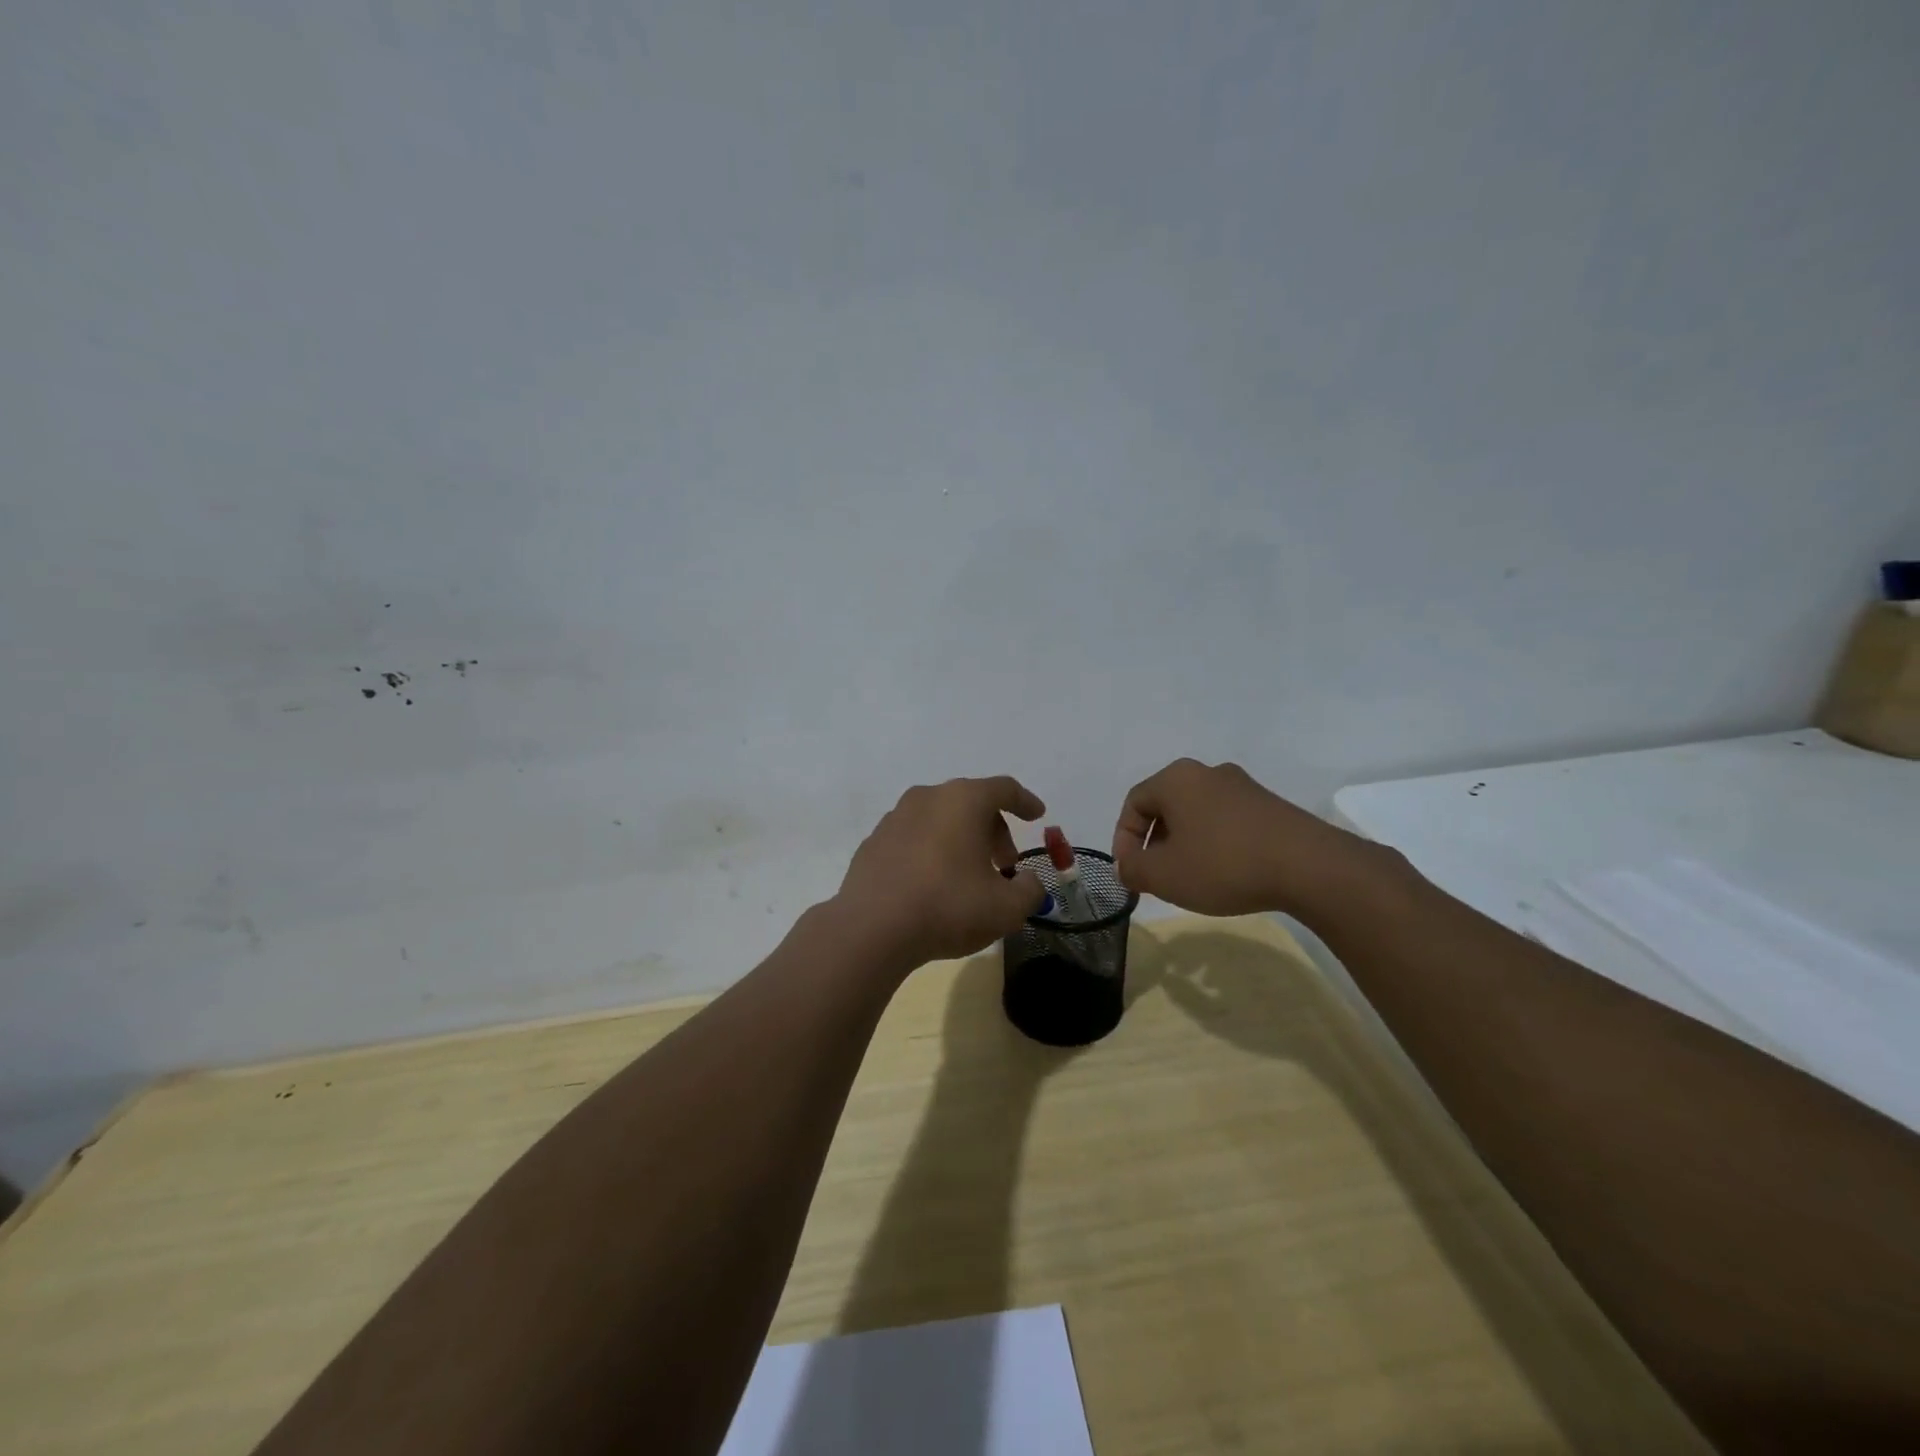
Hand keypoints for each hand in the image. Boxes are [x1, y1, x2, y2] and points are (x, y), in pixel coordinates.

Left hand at [835, 776, 1049, 969]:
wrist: (871, 929)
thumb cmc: (948, 907)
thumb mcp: (1006, 908)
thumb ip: (1028, 890)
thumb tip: (1027, 882)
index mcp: (963, 800)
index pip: (1004, 789)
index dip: (1025, 802)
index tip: (1037, 816)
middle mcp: (928, 797)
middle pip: (971, 803)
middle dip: (994, 831)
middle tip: (1005, 865)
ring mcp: (895, 817)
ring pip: (940, 819)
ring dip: (961, 840)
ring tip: (969, 877)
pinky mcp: (873, 842)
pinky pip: (914, 838)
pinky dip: (931, 851)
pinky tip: (933, 884)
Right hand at [1111, 758, 1384, 920]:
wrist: (1309, 867)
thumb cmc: (1223, 864)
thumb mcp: (1163, 875)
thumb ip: (1133, 869)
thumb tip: (1126, 866)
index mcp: (1176, 779)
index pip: (1134, 803)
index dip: (1124, 840)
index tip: (1130, 873)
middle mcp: (1208, 773)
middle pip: (1166, 807)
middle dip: (1154, 844)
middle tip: (1156, 877)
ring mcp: (1243, 787)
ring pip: (1197, 815)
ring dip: (1185, 845)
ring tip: (1190, 880)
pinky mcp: (1271, 806)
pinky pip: (1227, 822)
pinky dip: (1215, 845)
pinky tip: (1225, 874)